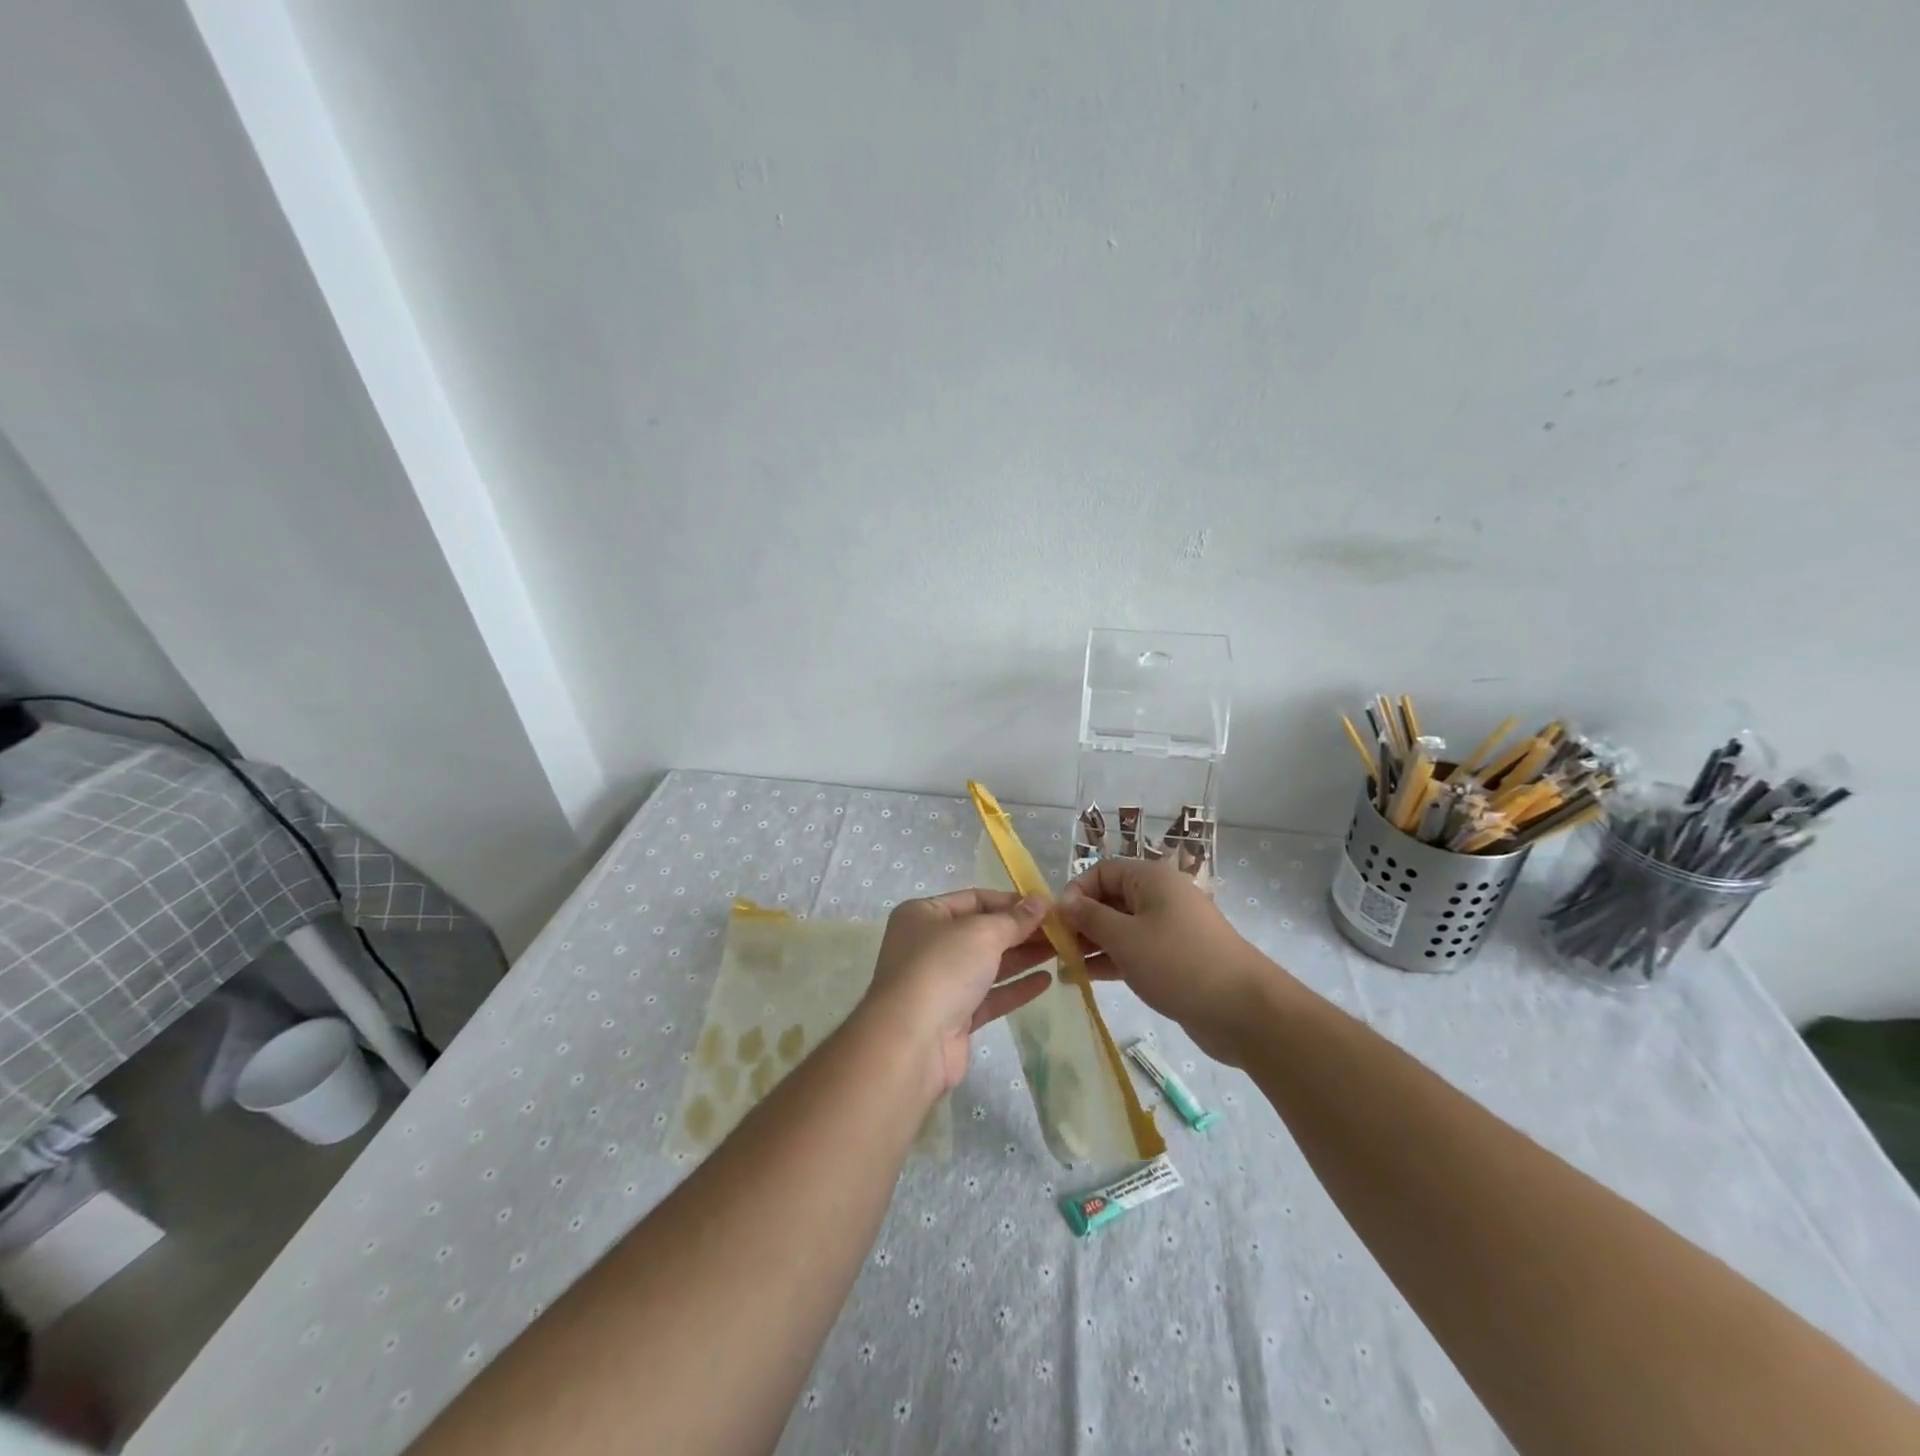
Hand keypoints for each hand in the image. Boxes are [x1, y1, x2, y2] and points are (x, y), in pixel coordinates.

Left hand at [861, 890, 1054, 1096]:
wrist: (912, 1042)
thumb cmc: (942, 969)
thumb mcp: (982, 933)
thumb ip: (1014, 919)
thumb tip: (1040, 901)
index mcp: (924, 915)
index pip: (974, 899)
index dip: (1011, 902)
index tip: (1047, 907)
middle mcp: (928, 945)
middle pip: (982, 932)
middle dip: (1020, 931)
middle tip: (1061, 931)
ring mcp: (940, 983)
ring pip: (988, 965)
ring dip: (1022, 957)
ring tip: (1061, 951)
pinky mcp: (953, 1017)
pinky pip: (989, 996)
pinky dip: (1015, 987)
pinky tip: (1045, 981)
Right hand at [1057, 857, 1288, 1065]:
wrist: (1244, 1011)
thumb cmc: (1178, 963)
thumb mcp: (1125, 938)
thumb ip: (1090, 918)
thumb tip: (1064, 902)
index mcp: (1151, 879)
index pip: (1101, 871)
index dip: (1075, 892)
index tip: (1055, 921)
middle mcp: (1160, 897)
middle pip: (1110, 899)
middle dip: (1080, 921)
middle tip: (1053, 948)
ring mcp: (1168, 929)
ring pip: (1120, 928)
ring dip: (1091, 944)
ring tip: (1061, 966)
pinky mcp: (1173, 959)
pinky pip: (1133, 951)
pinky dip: (1110, 960)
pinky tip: (1083, 978)